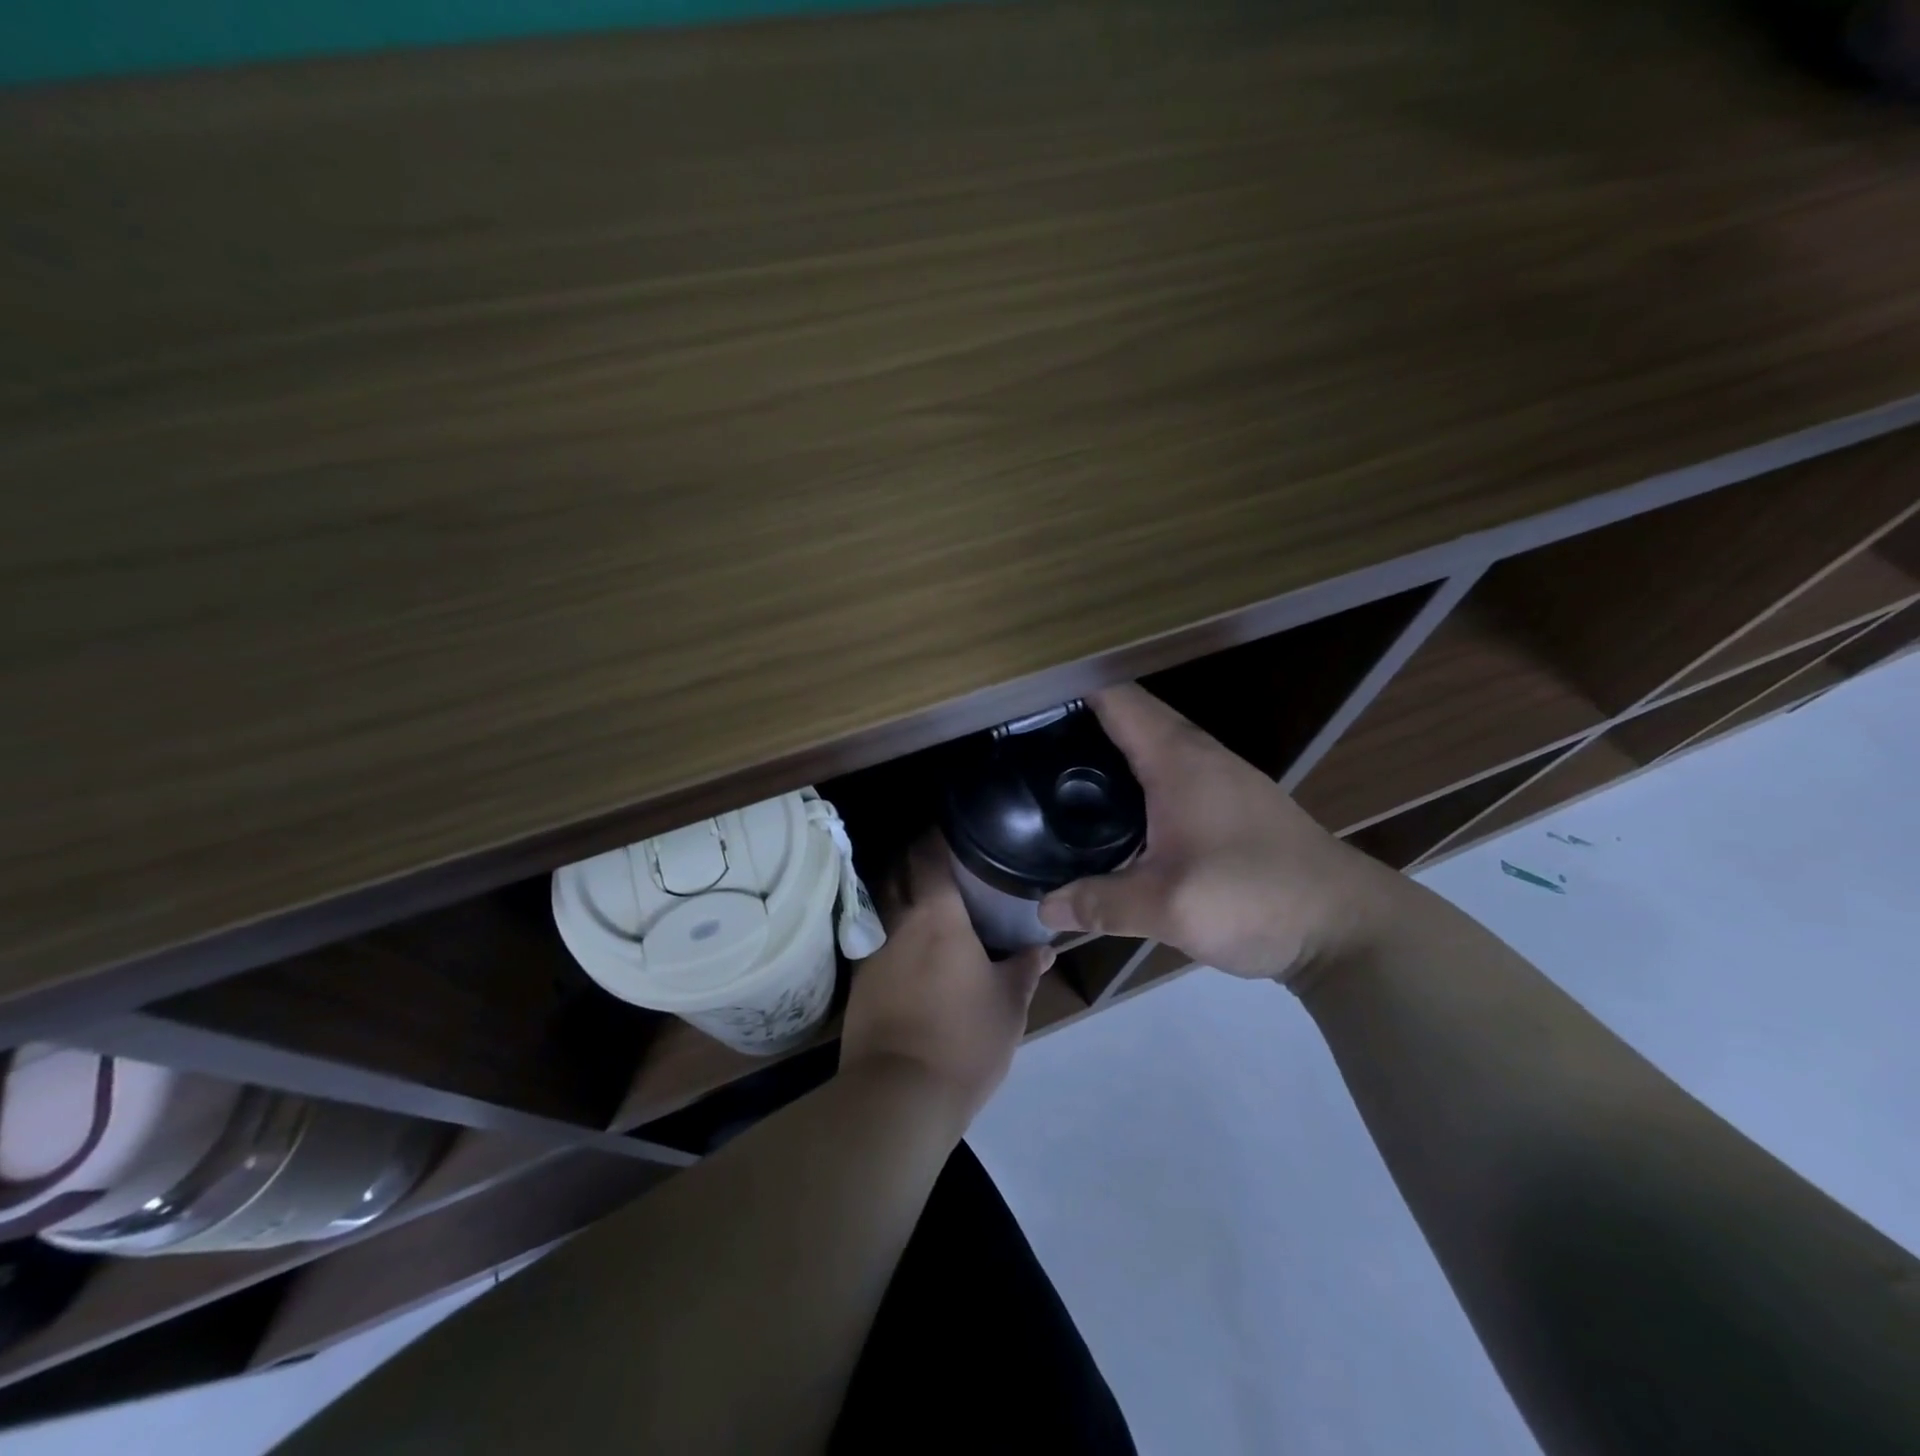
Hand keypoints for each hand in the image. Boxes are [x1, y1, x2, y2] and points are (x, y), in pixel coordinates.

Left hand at [840, 839, 1053, 1127]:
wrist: (899, 1095)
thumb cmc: (964, 1040)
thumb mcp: (1009, 1005)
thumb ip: (1024, 969)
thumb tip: (1043, 947)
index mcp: (937, 917)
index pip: (928, 856)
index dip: (934, 835)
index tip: (949, 825)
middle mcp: (898, 922)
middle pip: (895, 871)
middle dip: (911, 855)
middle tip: (936, 855)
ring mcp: (872, 951)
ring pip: (879, 902)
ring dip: (895, 889)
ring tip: (919, 892)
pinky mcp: (858, 981)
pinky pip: (872, 936)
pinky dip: (886, 926)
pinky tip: (902, 941)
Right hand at [1036, 685, 1398, 981]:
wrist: (1346, 926)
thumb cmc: (1256, 897)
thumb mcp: (1168, 907)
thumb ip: (1101, 904)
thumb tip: (1044, 910)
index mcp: (1177, 758)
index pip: (1115, 697)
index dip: (1068, 688)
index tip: (1022, 699)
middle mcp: (1197, 755)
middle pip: (1128, 716)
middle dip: (1076, 719)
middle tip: (1023, 740)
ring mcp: (1217, 778)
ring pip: (1148, 745)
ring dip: (1105, 748)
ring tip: (1054, 769)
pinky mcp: (1227, 805)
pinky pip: (1165, 773)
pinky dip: (1130, 776)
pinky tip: (1110, 811)